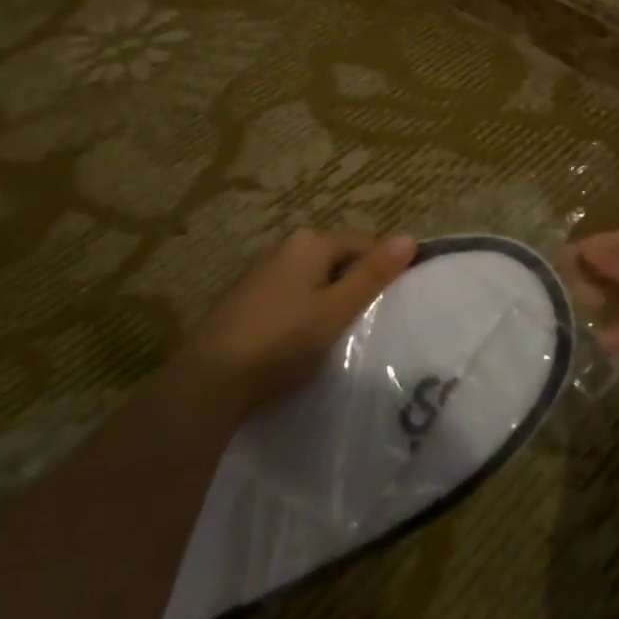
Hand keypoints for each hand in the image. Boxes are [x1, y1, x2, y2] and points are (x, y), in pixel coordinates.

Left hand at [179, 229, 417, 413]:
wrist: (209, 380)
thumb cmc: (283, 340)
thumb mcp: (337, 309)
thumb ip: (373, 274)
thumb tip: (409, 238)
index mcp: (309, 243)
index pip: (362, 244)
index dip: (382, 269)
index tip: (394, 302)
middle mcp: (282, 247)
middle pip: (334, 260)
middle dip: (352, 285)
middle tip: (367, 322)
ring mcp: (258, 273)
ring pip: (310, 280)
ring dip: (326, 300)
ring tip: (337, 335)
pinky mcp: (242, 301)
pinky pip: (287, 297)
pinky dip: (300, 312)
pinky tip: (300, 341)